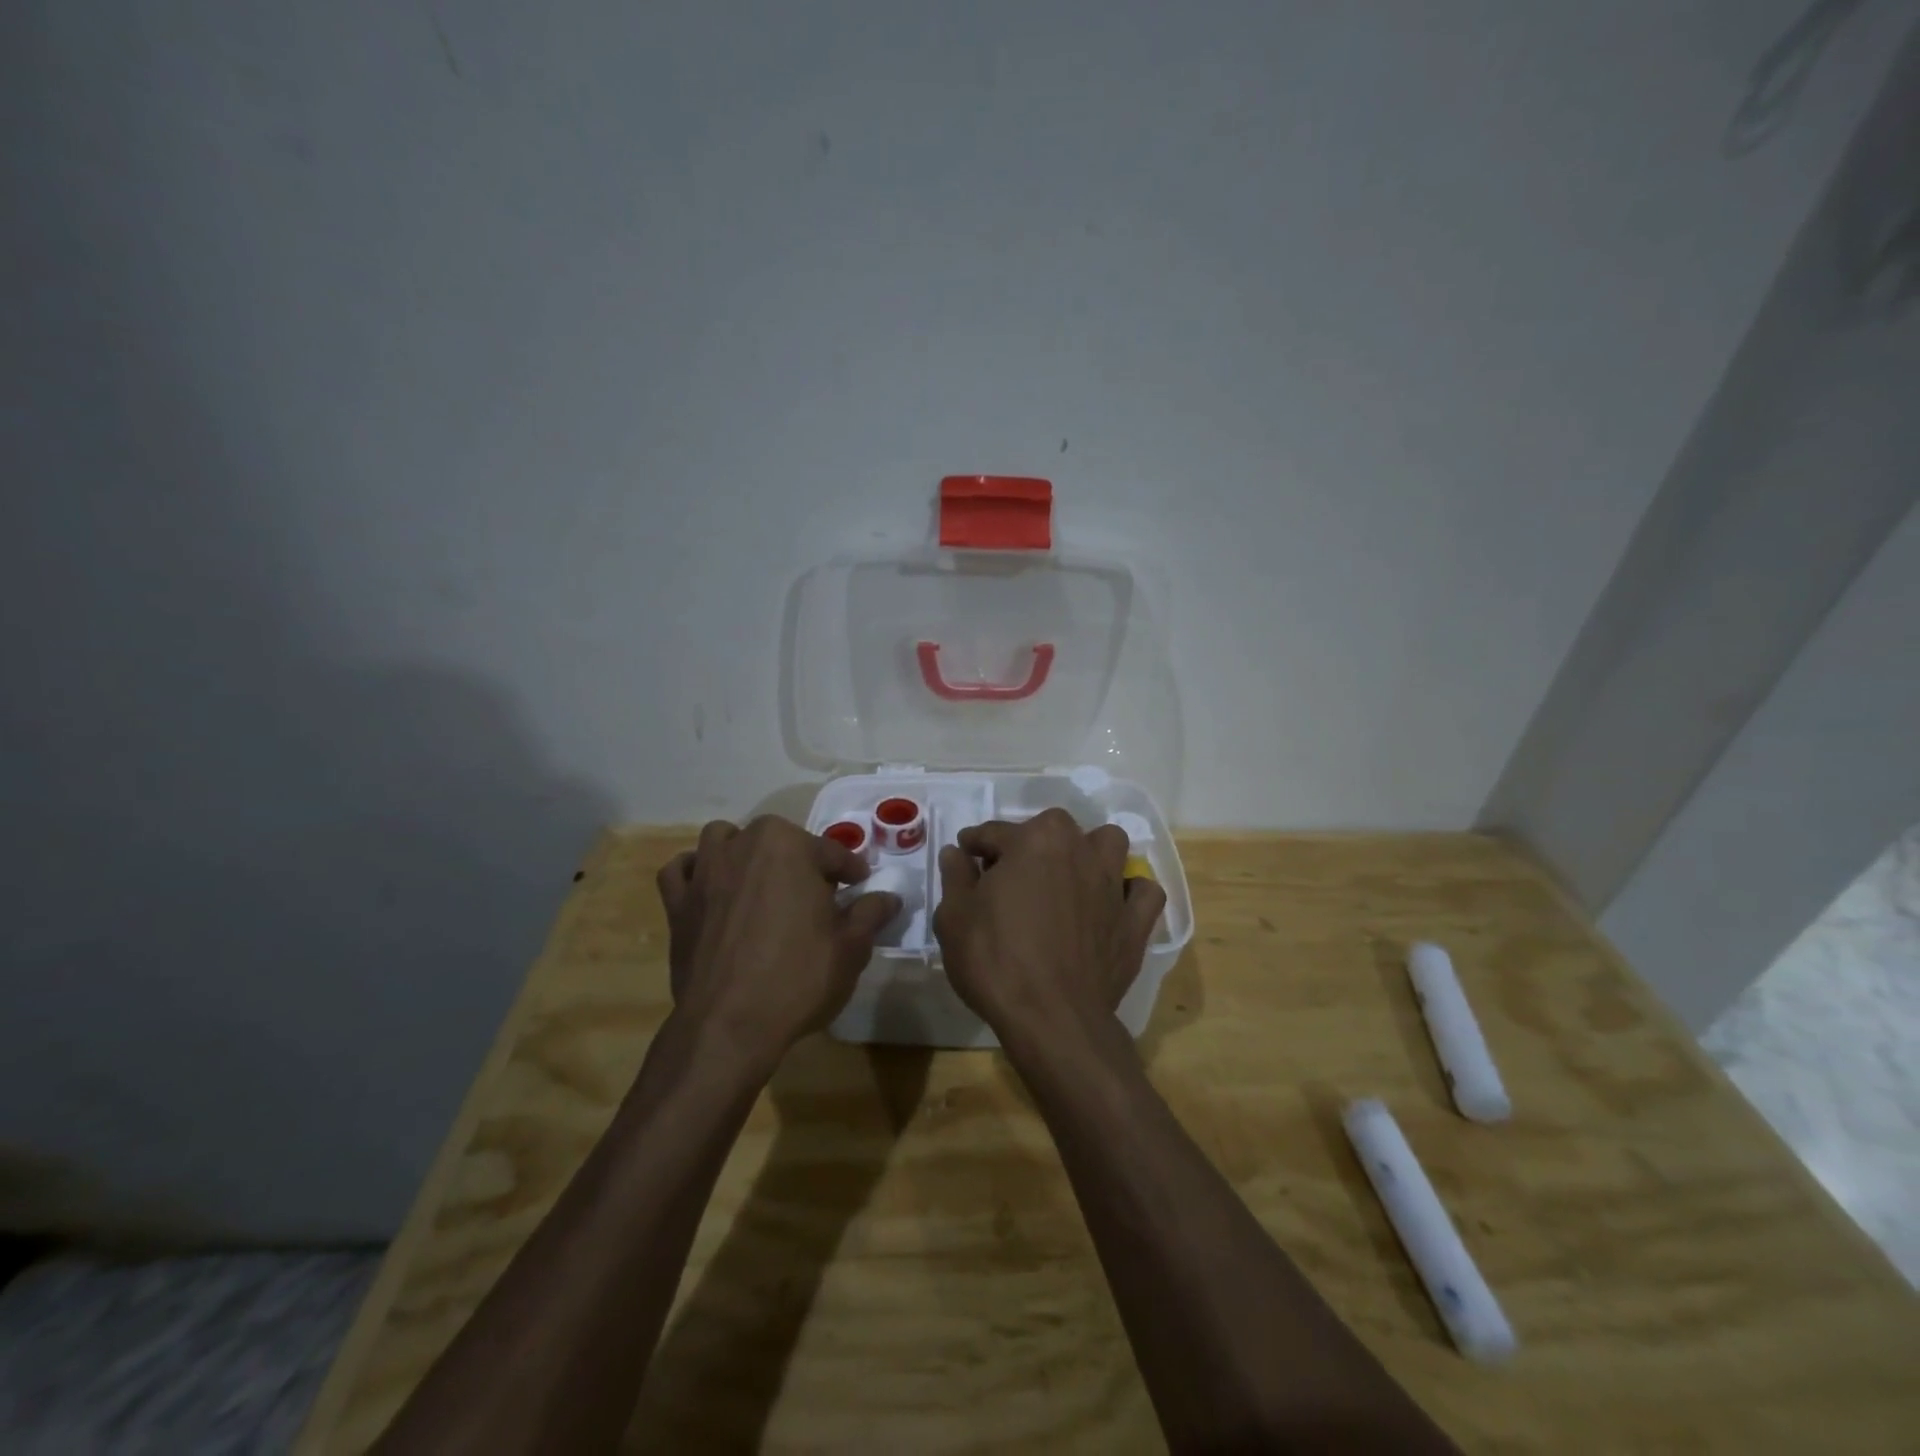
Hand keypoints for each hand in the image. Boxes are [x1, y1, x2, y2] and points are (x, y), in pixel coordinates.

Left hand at [656, 816, 901, 1066]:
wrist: (729, 1025)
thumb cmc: (798, 978)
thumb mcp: (851, 947)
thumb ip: (871, 913)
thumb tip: (889, 897)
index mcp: (789, 846)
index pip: (831, 853)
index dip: (851, 871)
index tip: (860, 886)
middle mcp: (743, 845)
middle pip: (779, 840)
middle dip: (800, 860)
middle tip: (816, 897)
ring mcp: (705, 872)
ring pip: (724, 840)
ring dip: (744, 851)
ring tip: (761, 881)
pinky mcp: (678, 903)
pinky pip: (681, 871)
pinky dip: (696, 872)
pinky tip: (711, 890)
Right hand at [932, 808, 1166, 1048]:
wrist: (1052, 1018)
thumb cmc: (996, 961)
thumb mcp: (955, 917)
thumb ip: (956, 876)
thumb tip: (956, 853)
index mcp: (1034, 841)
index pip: (995, 832)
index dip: (974, 845)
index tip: (965, 856)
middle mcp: (1079, 850)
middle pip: (1053, 829)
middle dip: (1030, 843)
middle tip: (1010, 875)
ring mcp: (1112, 884)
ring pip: (1108, 844)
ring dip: (1088, 852)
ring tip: (1067, 877)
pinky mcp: (1135, 921)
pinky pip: (1143, 892)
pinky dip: (1130, 893)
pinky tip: (1111, 906)